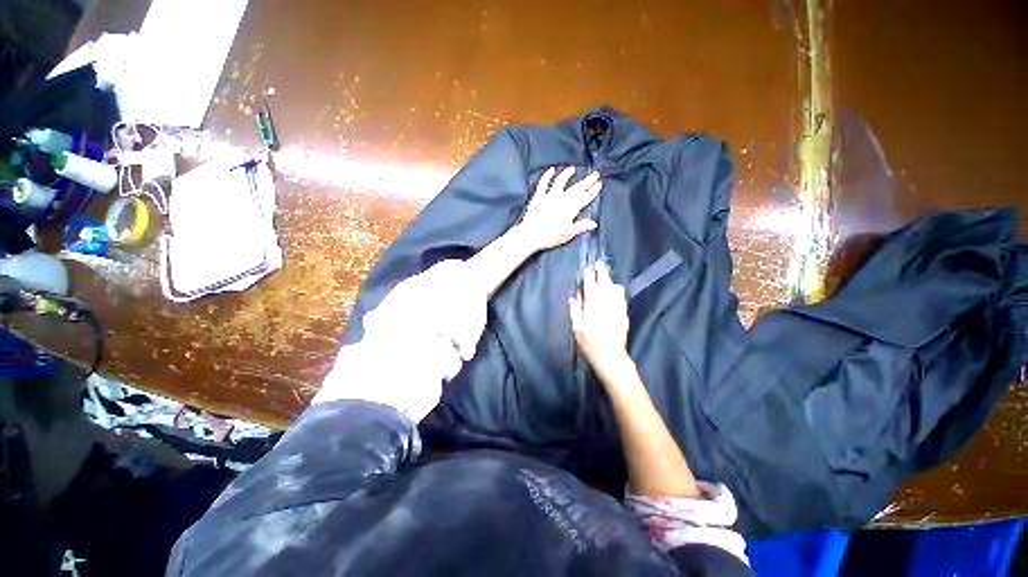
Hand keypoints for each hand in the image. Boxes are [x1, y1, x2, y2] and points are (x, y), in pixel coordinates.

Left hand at [516, 166, 602, 251]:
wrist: (531, 235)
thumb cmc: (550, 237)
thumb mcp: (568, 234)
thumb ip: (581, 227)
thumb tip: (593, 223)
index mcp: (571, 209)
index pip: (585, 198)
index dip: (593, 191)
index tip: (599, 184)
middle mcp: (562, 200)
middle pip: (577, 188)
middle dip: (587, 181)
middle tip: (594, 174)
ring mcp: (550, 196)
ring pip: (561, 181)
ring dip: (567, 174)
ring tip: (572, 169)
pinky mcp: (539, 197)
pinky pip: (543, 183)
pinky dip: (547, 175)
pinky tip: (551, 170)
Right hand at [569, 261, 631, 376]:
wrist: (611, 356)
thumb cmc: (590, 344)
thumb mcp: (577, 329)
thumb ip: (575, 311)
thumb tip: (573, 298)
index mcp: (592, 305)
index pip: (590, 284)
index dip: (588, 274)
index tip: (587, 267)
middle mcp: (606, 303)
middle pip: (605, 282)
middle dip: (601, 271)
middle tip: (598, 264)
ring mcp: (617, 307)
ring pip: (615, 287)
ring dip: (610, 280)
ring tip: (605, 278)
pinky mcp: (624, 312)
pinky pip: (621, 296)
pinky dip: (617, 290)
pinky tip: (614, 291)